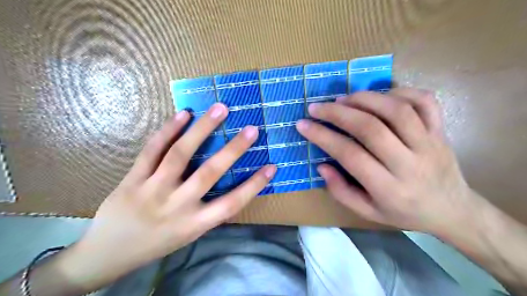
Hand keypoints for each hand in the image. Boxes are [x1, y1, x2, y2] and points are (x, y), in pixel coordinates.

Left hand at [60, 103, 276, 289]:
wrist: (107, 254)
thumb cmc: (157, 243)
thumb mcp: (188, 234)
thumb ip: (208, 211)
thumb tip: (229, 185)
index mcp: (195, 224)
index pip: (232, 203)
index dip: (254, 185)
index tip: (272, 166)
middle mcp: (177, 206)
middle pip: (209, 173)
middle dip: (233, 150)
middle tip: (252, 129)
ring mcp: (152, 190)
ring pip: (179, 154)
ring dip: (202, 129)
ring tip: (219, 109)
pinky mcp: (133, 179)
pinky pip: (152, 151)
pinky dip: (168, 130)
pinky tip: (183, 114)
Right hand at [295, 87, 477, 233]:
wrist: (453, 210)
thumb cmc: (405, 213)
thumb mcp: (368, 212)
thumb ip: (341, 191)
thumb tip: (321, 166)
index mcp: (389, 188)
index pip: (350, 155)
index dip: (323, 137)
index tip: (303, 125)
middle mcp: (410, 163)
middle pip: (371, 128)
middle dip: (338, 114)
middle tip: (317, 107)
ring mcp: (430, 143)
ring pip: (396, 110)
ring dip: (364, 99)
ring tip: (342, 99)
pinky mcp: (441, 130)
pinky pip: (424, 101)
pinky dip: (399, 91)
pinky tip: (379, 96)